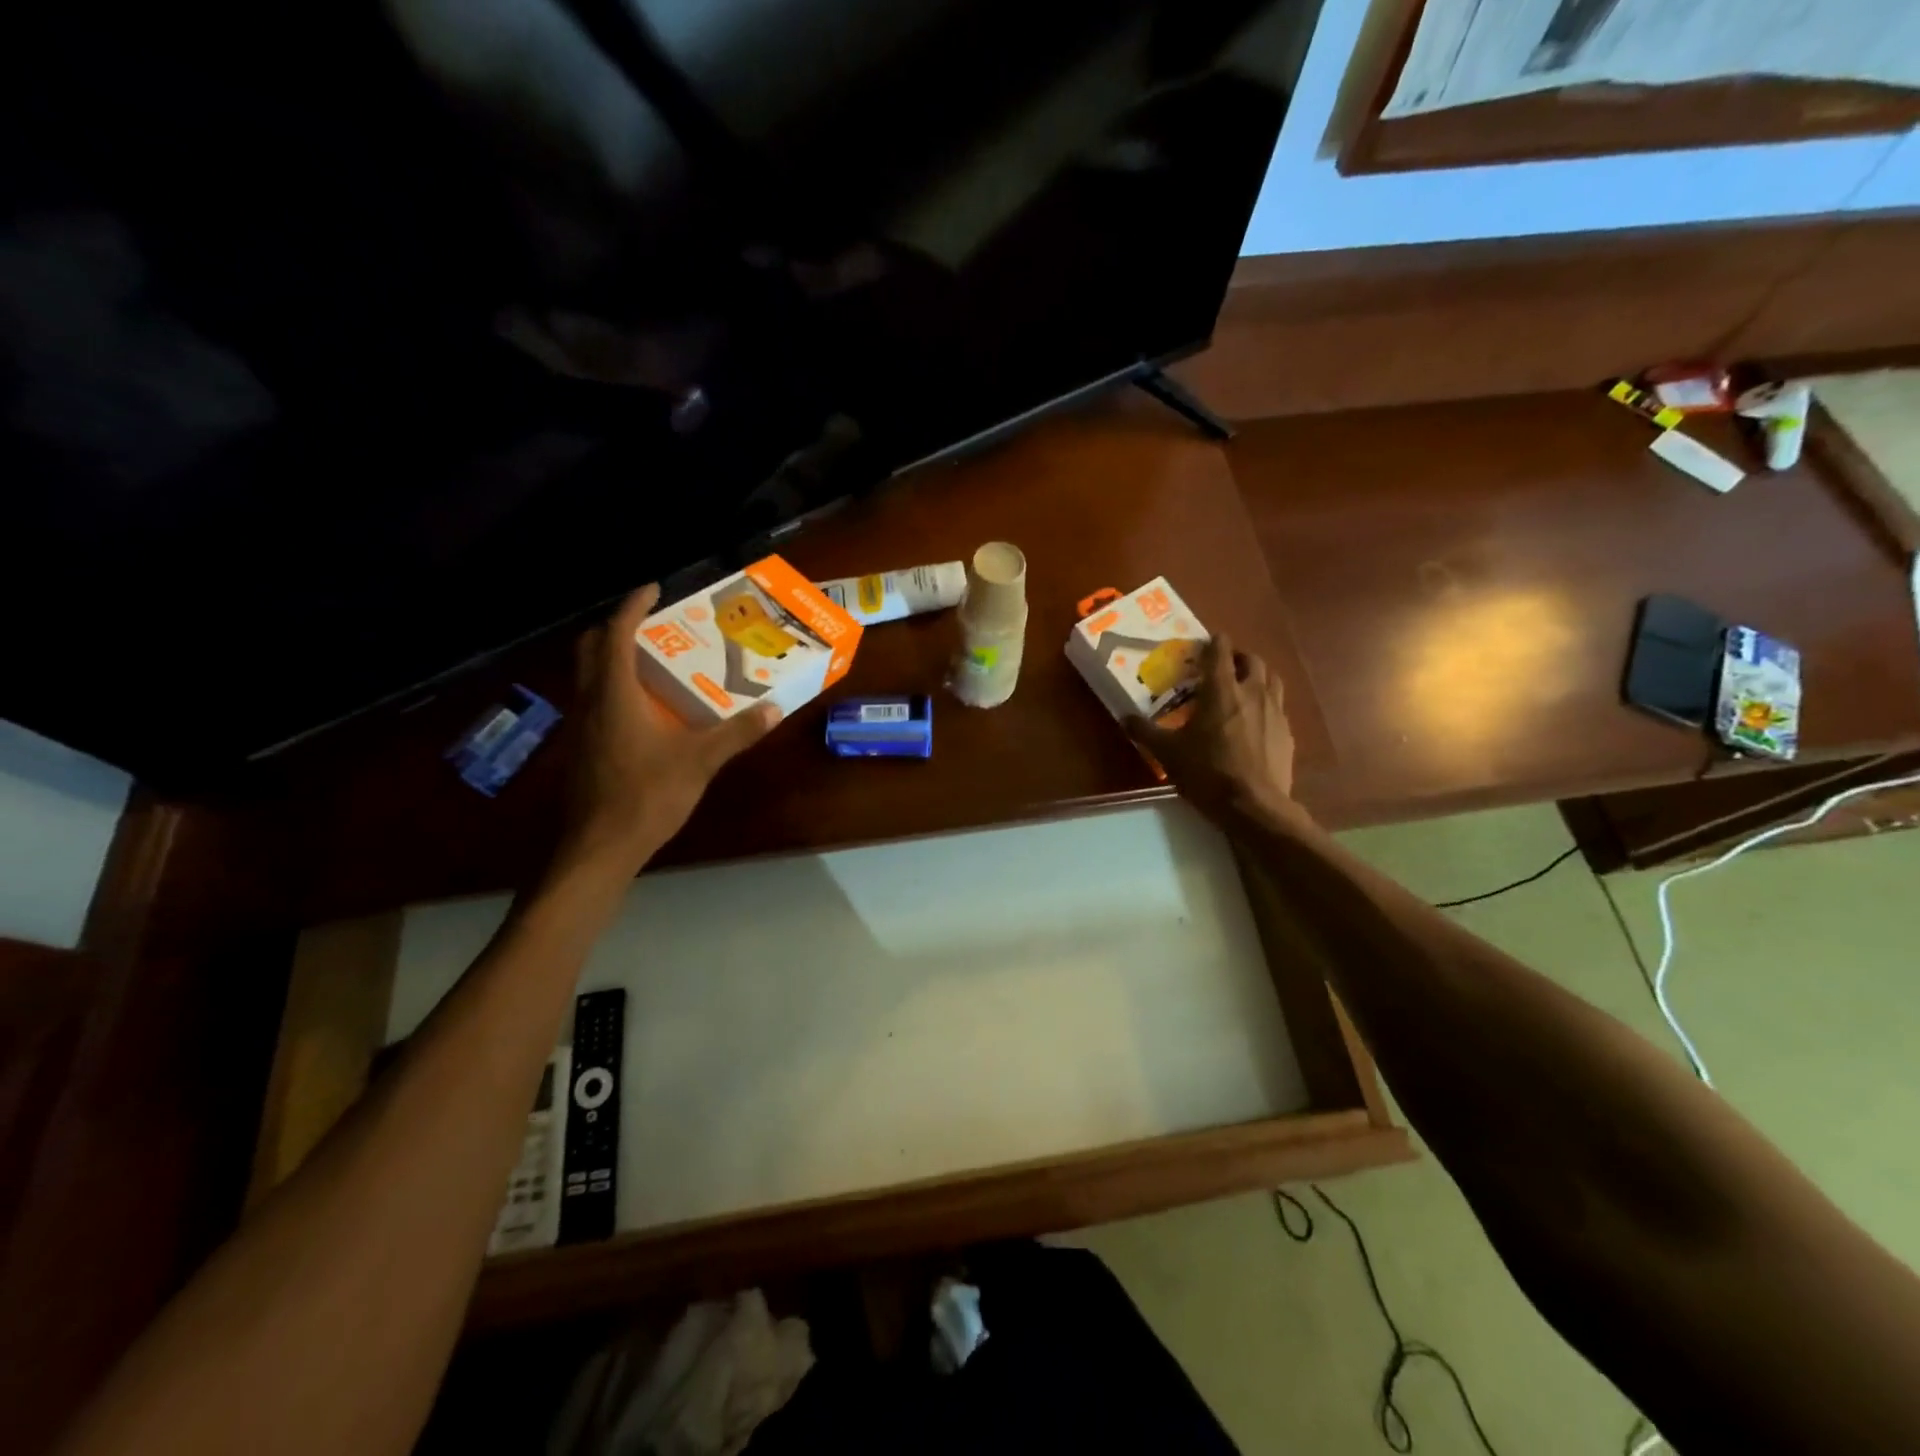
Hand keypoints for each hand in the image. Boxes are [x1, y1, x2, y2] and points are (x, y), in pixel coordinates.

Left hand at [551, 585, 780, 879]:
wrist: (599, 848)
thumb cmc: (646, 796)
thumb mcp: (700, 762)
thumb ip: (737, 732)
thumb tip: (774, 708)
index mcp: (615, 695)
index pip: (616, 635)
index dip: (632, 607)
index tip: (653, 588)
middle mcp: (591, 703)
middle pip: (591, 649)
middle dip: (616, 628)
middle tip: (651, 623)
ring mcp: (581, 728)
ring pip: (590, 677)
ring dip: (614, 659)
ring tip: (654, 660)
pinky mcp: (583, 750)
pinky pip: (595, 702)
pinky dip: (615, 688)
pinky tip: (646, 710)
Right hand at [1127, 634, 1300, 826]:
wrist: (1254, 806)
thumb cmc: (1207, 773)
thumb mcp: (1168, 754)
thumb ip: (1145, 732)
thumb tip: (1125, 717)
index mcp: (1222, 690)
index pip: (1220, 651)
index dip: (1213, 642)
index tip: (1204, 643)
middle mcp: (1252, 692)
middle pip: (1251, 659)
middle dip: (1237, 657)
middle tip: (1222, 666)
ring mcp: (1275, 711)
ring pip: (1272, 678)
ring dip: (1257, 675)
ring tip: (1243, 686)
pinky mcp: (1287, 732)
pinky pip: (1278, 706)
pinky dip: (1267, 704)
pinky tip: (1256, 721)